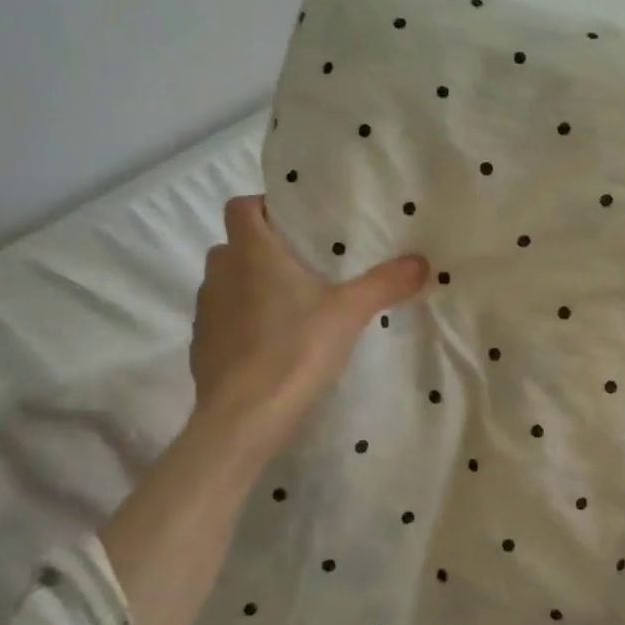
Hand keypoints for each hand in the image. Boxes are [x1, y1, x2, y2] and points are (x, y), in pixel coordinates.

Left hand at [190, 196, 427, 454]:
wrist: (245, 417)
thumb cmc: (296, 349)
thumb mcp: (351, 312)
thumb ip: (385, 283)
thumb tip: (422, 261)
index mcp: (251, 253)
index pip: (242, 206)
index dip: (265, 208)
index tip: (296, 224)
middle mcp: (221, 274)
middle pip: (234, 245)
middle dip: (263, 250)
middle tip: (305, 267)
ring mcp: (207, 312)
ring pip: (227, 284)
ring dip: (251, 287)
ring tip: (291, 307)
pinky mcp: (202, 348)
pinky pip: (223, 321)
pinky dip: (242, 324)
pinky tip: (273, 345)